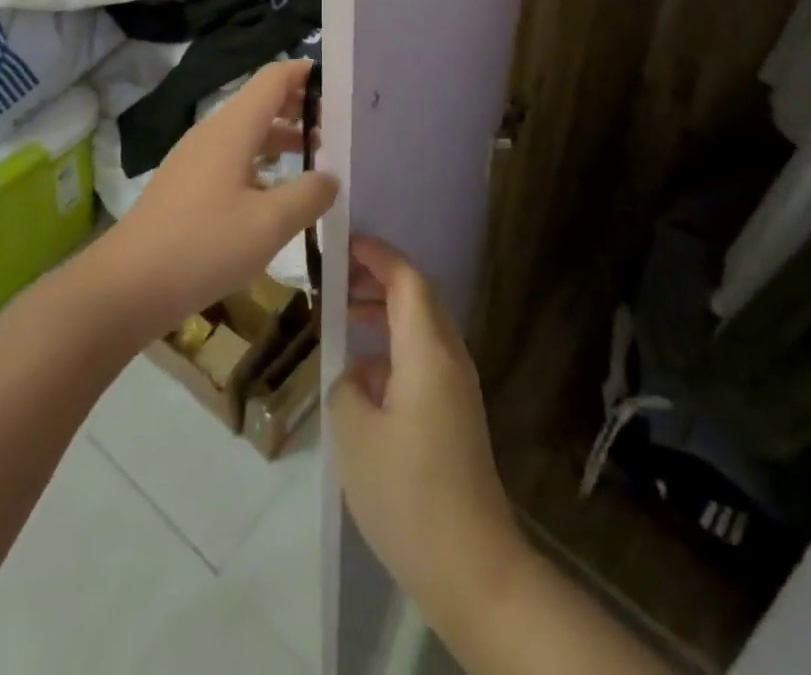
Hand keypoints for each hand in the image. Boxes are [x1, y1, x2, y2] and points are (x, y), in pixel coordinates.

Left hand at [98, 59, 335, 337]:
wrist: (126, 286)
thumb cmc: (203, 246)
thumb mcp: (269, 224)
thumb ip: (309, 195)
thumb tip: (331, 177)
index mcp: (233, 127)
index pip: (275, 77)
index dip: (307, 74)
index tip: (341, 87)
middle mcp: (213, 131)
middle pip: (262, 101)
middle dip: (301, 108)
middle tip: (338, 129)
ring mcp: (196, 157)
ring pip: (247, 131)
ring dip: (282, 137)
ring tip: (316, 158)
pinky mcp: (186, 183)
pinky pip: (232, 155)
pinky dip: (260, 160)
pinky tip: (275, 191)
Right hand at [328, 237, 525, 627]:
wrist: (472, 567)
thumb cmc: (409, 494)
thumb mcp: (355, 436)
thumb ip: (347, 387)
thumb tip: (356, 374)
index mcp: (429, 351)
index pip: (408, 280)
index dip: (379, 255)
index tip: (346, 242)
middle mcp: (450, 358)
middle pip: (419, 297)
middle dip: (380, 279)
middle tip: (338, 279)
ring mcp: (458, 387)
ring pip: (422, 327)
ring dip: (386, 313)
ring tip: (344, 317)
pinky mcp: (457, 414)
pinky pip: (424, 357)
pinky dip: (394, 347)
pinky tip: (362, 376)